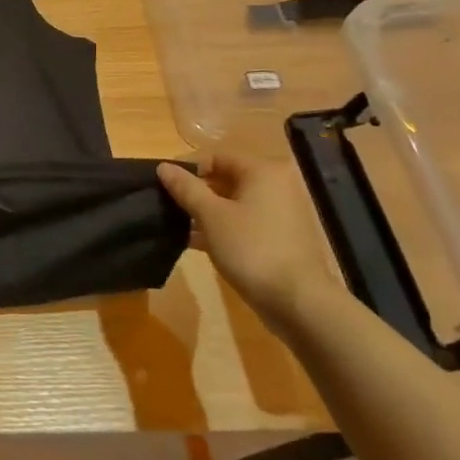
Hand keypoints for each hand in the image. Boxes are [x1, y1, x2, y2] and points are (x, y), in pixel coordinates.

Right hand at [158, 153, 335, 335]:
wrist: (297, 301)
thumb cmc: (251, 248)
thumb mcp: (210, 215)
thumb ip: (185, 188)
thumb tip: (163, 167)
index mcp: (263, 172)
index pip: (215, 158)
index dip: (186, 169)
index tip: (162, 186)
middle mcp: (276, 186)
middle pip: (225, 179)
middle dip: (194, 192)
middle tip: (166, 205)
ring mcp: (280, 214)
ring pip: (232, 203)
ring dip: (204, 212)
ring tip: (175, 225)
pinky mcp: (279, 238)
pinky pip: (243, 222)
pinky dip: (220, 228)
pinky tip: (194, 242)